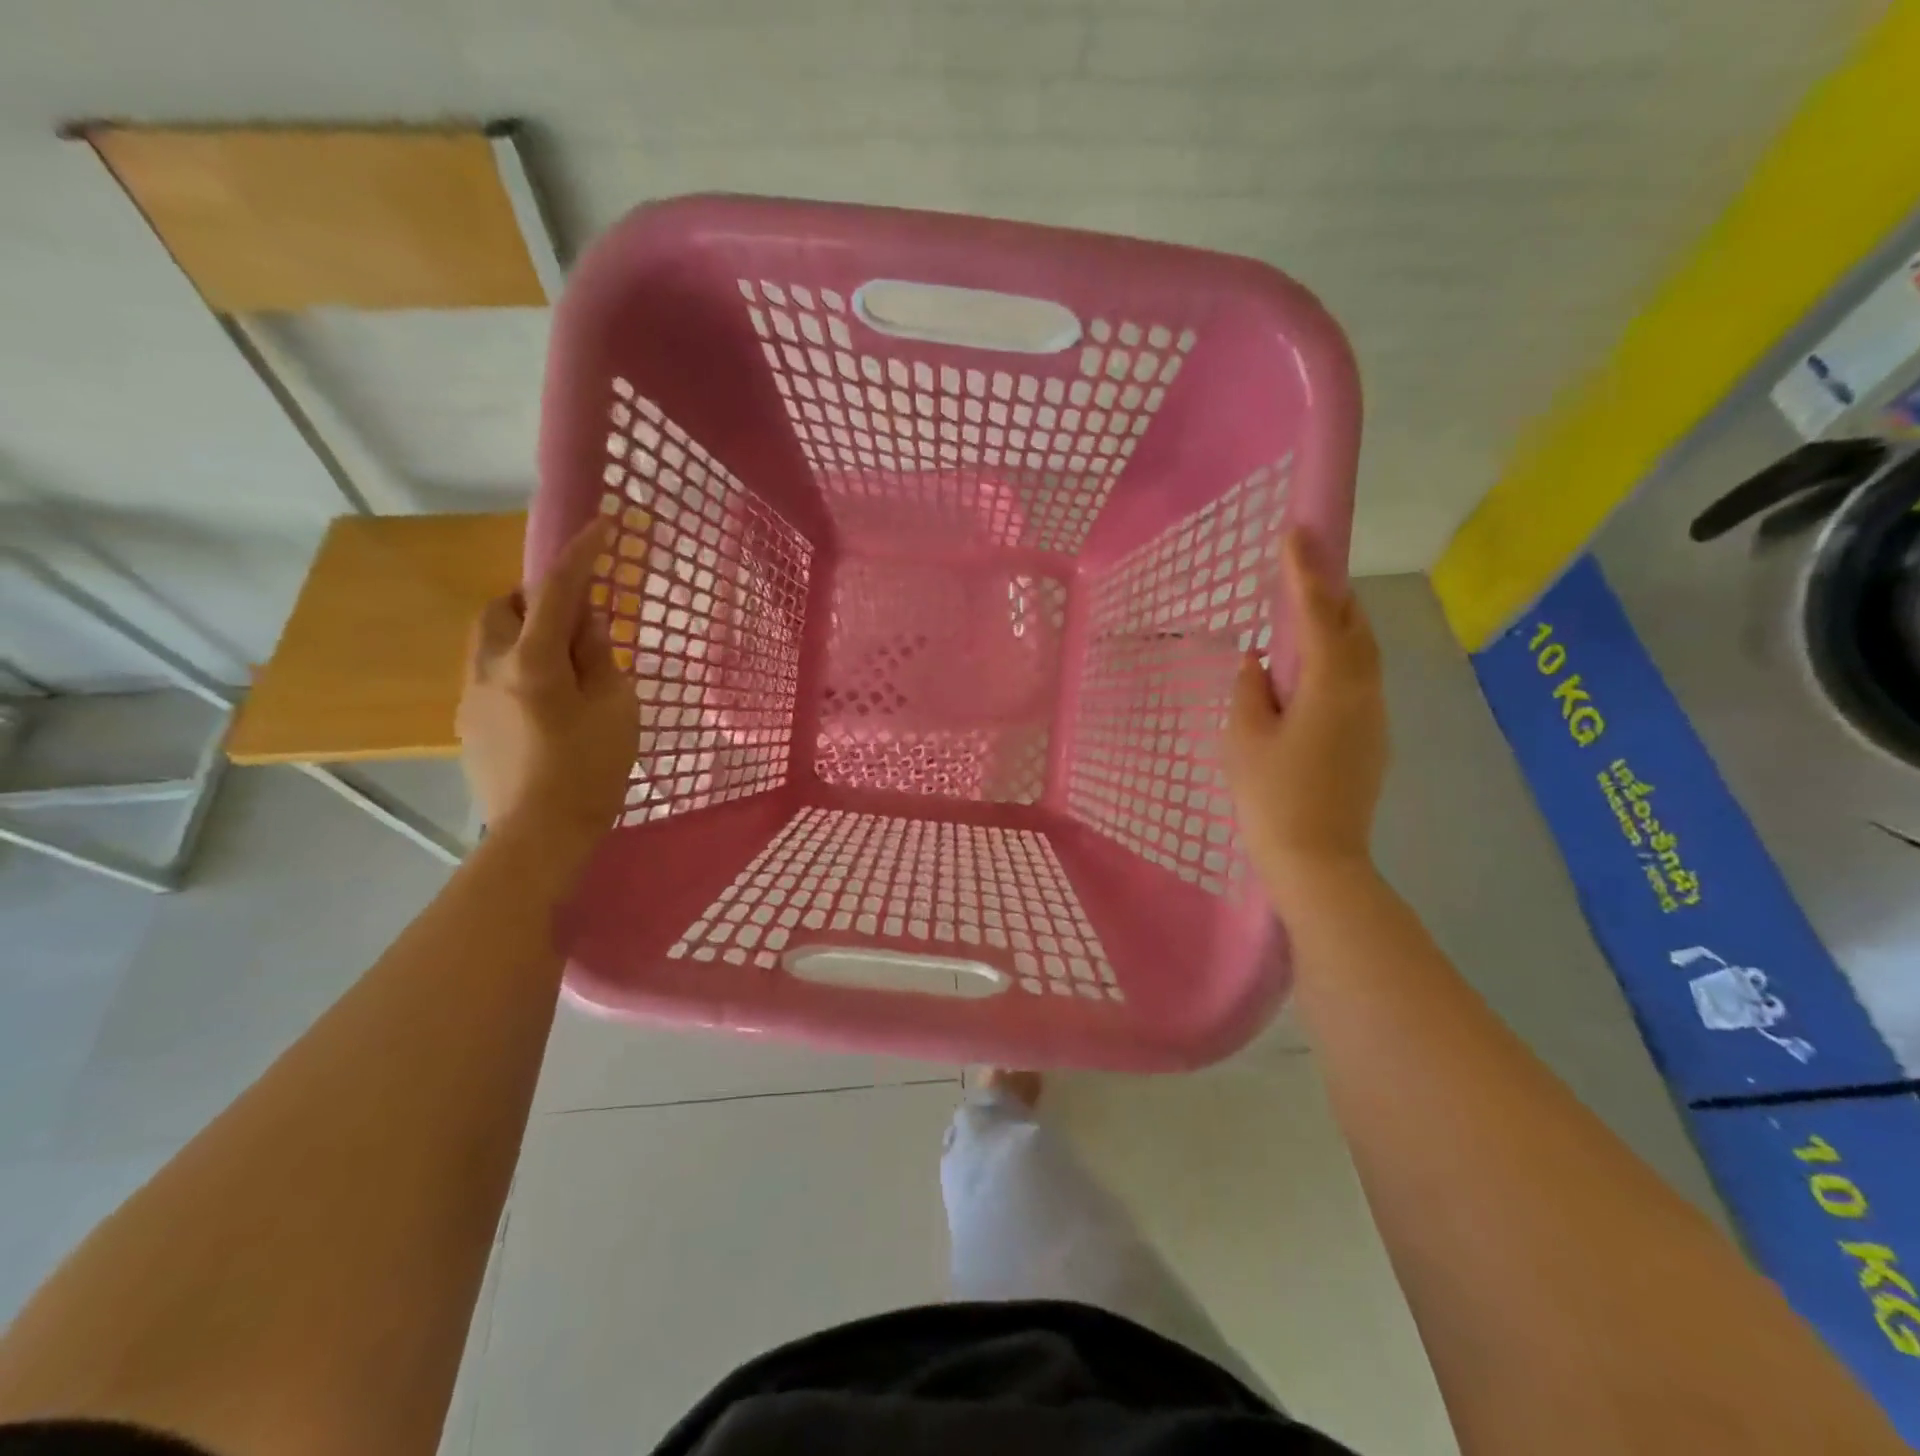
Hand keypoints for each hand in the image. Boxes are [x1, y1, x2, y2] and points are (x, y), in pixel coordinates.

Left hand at [458, 520, 639, 859]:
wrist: (539, 834)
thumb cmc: (590, 771)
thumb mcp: (616, 709)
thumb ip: (600, 659)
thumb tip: (586, 625)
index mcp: (533, 662)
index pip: (558, 591)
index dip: (581, 554)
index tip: (599, 525)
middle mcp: (490, 668)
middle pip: (503, 607)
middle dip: (536, 598)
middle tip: (575, 621)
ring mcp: (471, 696)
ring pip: (488, 640)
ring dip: (522, 633)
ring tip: (559, 664)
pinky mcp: (467, 723)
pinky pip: (488, 674)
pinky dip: (514, 667)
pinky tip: (543, 703)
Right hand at [1225, 530, 1387, 907]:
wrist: (1317, 860)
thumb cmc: (1272, 796)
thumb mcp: (1244, 737)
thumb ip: (1251, 689)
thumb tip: (1260, 662)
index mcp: (1330, 685)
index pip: (1320, 613)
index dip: (1307, 570)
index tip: (1296, 531)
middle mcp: (1364, 692)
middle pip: (1356, 626)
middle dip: (1332, 590)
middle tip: (1305, 565)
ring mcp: (1375, 716)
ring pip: (1362, 654)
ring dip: (1338, 624)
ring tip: (1307, 610)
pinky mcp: (1373, 739)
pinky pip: (1358, 680)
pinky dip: (1338, 658)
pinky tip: (1311, 670)